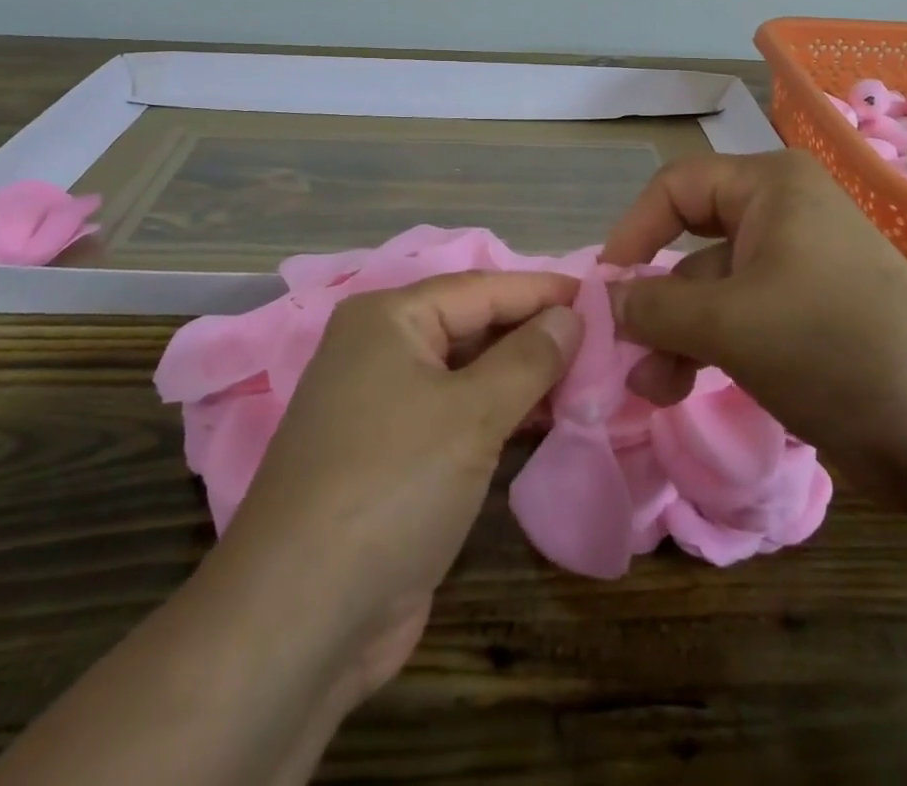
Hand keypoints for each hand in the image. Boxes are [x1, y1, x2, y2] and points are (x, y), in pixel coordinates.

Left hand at [211, 270, 582, 706]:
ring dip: (524, 377)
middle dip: (537, 335)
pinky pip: (458, 417)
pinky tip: (546, 422)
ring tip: (590, 380)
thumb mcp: (472, 413)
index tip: (604, 295)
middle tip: (605, 342)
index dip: (545, 291)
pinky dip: (501, 415)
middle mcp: (381, 350)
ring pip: (469, 374)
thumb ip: (530, 357)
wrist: (301, 618)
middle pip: (475, 327)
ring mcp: (383, 406)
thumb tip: (572, 315)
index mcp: (389, 319)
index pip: (483, 289)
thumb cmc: (393, 485)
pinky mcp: (392, 457)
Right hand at [600, 150, 906, 495]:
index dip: (634, 231)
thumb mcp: (728, 322)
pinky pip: (740, 318)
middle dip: (655, 299)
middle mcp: (783, 214)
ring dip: (676, 335)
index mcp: (771, 186)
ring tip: (652, 388)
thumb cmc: (830, 345)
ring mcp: (797, 267)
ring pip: (713, 289)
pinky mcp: (807, 315)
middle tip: (623, 347)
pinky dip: (707, 348)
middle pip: (691, 241)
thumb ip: (654, 305)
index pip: (676, 187)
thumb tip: (607, 299)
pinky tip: (681, 389)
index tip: (605, 285)